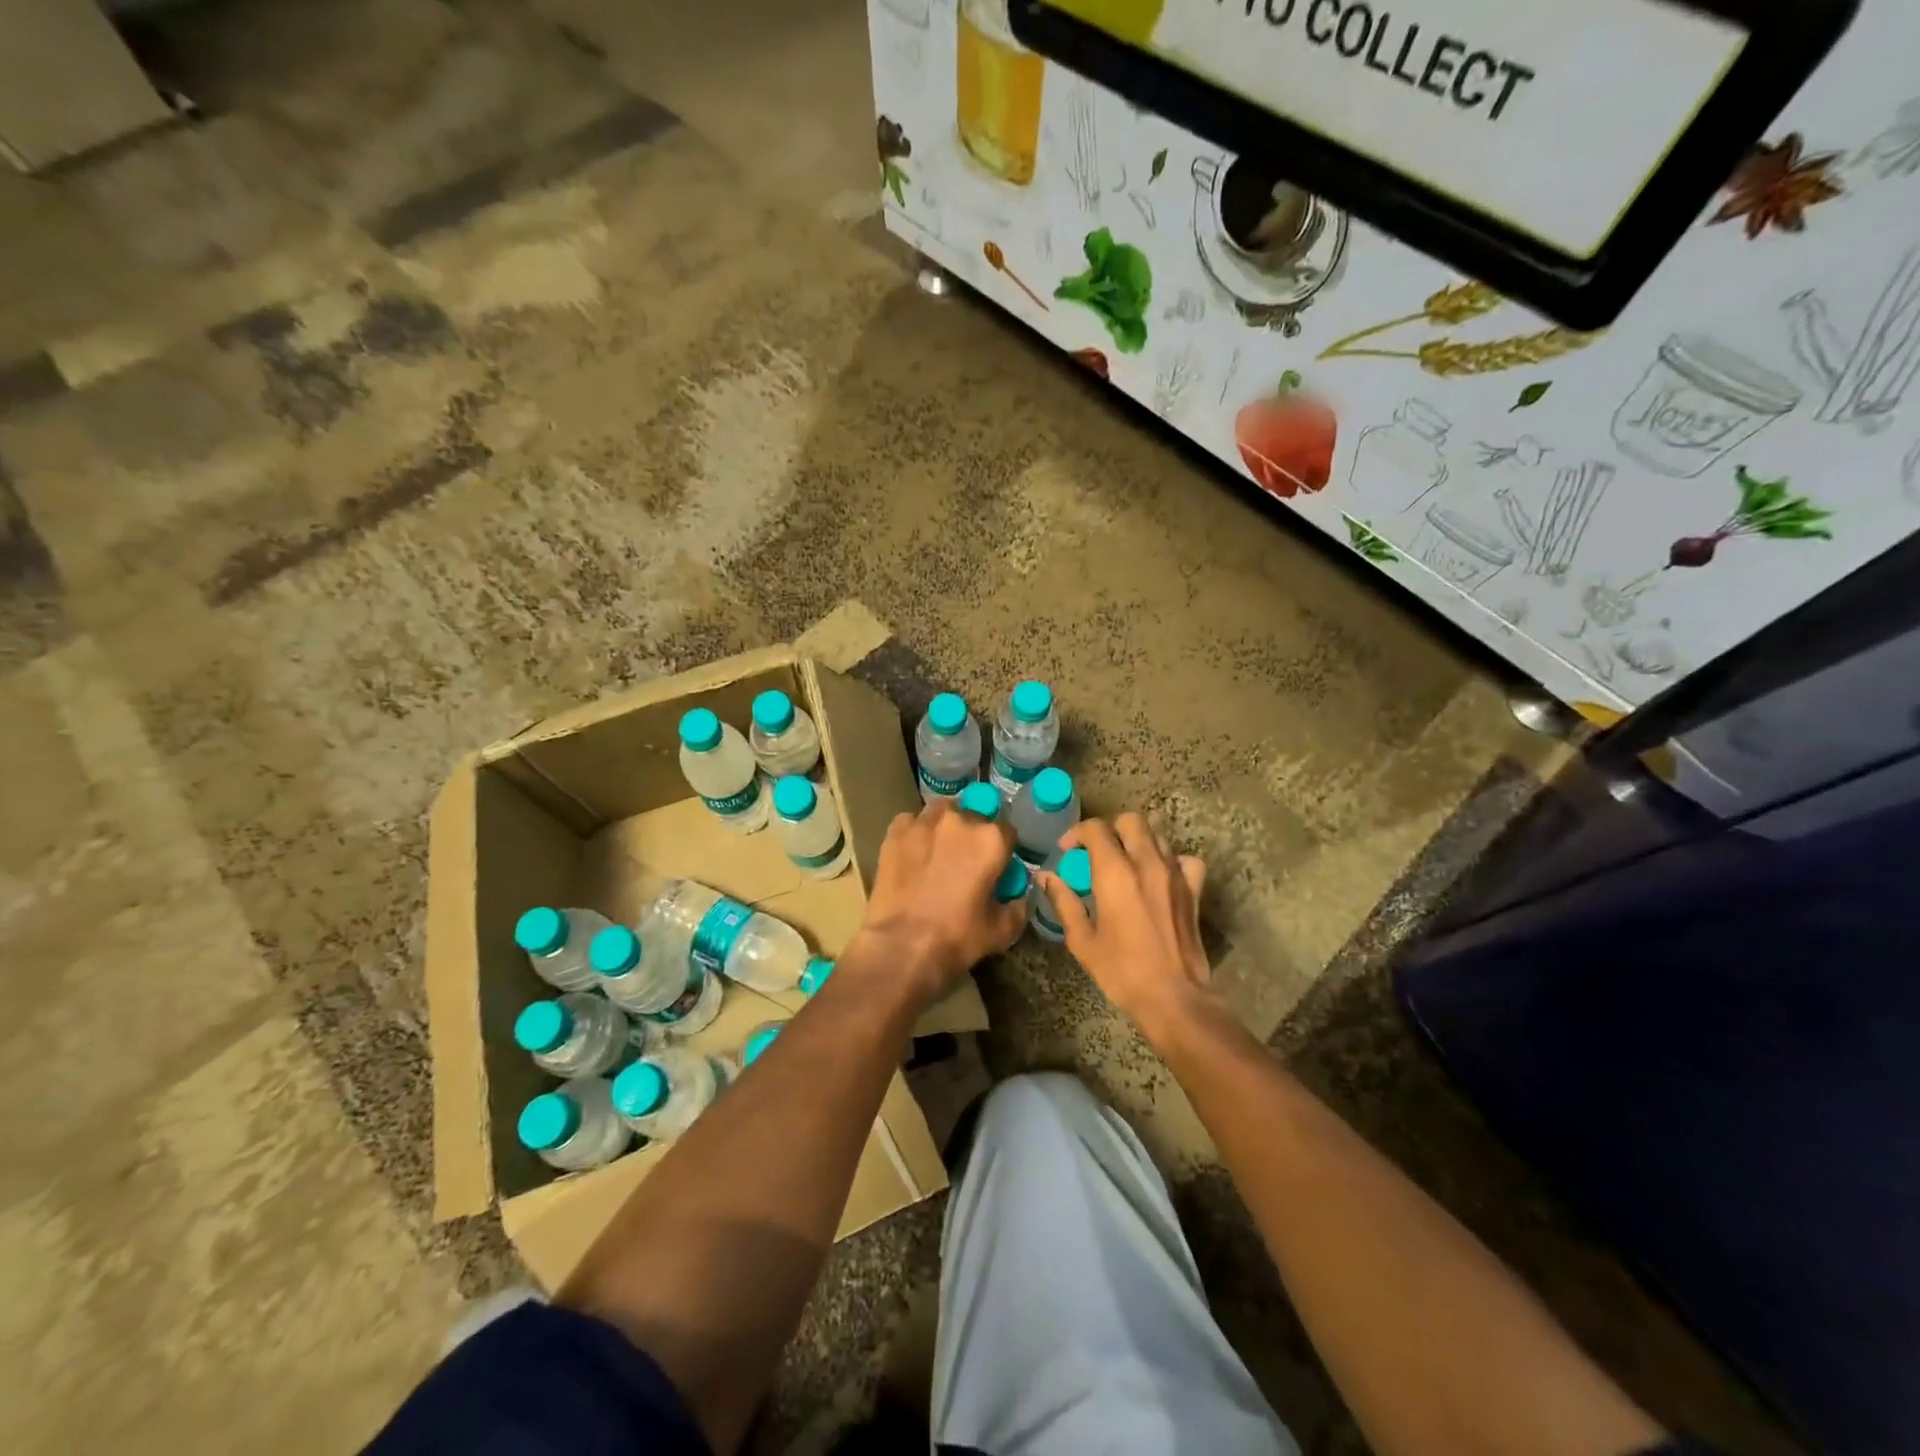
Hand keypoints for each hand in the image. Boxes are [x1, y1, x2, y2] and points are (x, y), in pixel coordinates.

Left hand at [853, 798, 1026, 1003]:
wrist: (902, 945)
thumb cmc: (957, 937)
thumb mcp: (1002, 930)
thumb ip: (1018, 906)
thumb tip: (1019, 895)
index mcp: (991, 840)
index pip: (1007, 831)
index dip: (1002, 849)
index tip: (996, 865)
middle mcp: (960, 820)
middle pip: (973, 817)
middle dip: (972, 836)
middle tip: (965, 861)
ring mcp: (925, 822)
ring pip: (941, 812)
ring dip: (944, 826)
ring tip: (938, 850)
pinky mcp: (896, 831)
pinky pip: (911, 822)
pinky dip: (915, 832)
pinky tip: (912, 852)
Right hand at [1037, 813, 1212, 1042]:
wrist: (1174, 997)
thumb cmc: (1121, 971)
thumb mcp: (1082, 940)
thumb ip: (1064, 902)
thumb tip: (1046, 877)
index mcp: (1115, 873)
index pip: (1096, 829)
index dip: (1077, 833)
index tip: (1067, 851)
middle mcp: (1147, 863)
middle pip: (1130, 821)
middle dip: (1110, 829)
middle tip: (1096, 851)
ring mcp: (1175, 874)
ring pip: (1157, 836)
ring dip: (1137, 842)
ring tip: (1125, 863)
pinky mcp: (1194, 889)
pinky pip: (1184, 860)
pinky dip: (1171, 861)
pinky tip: (1160, 876)